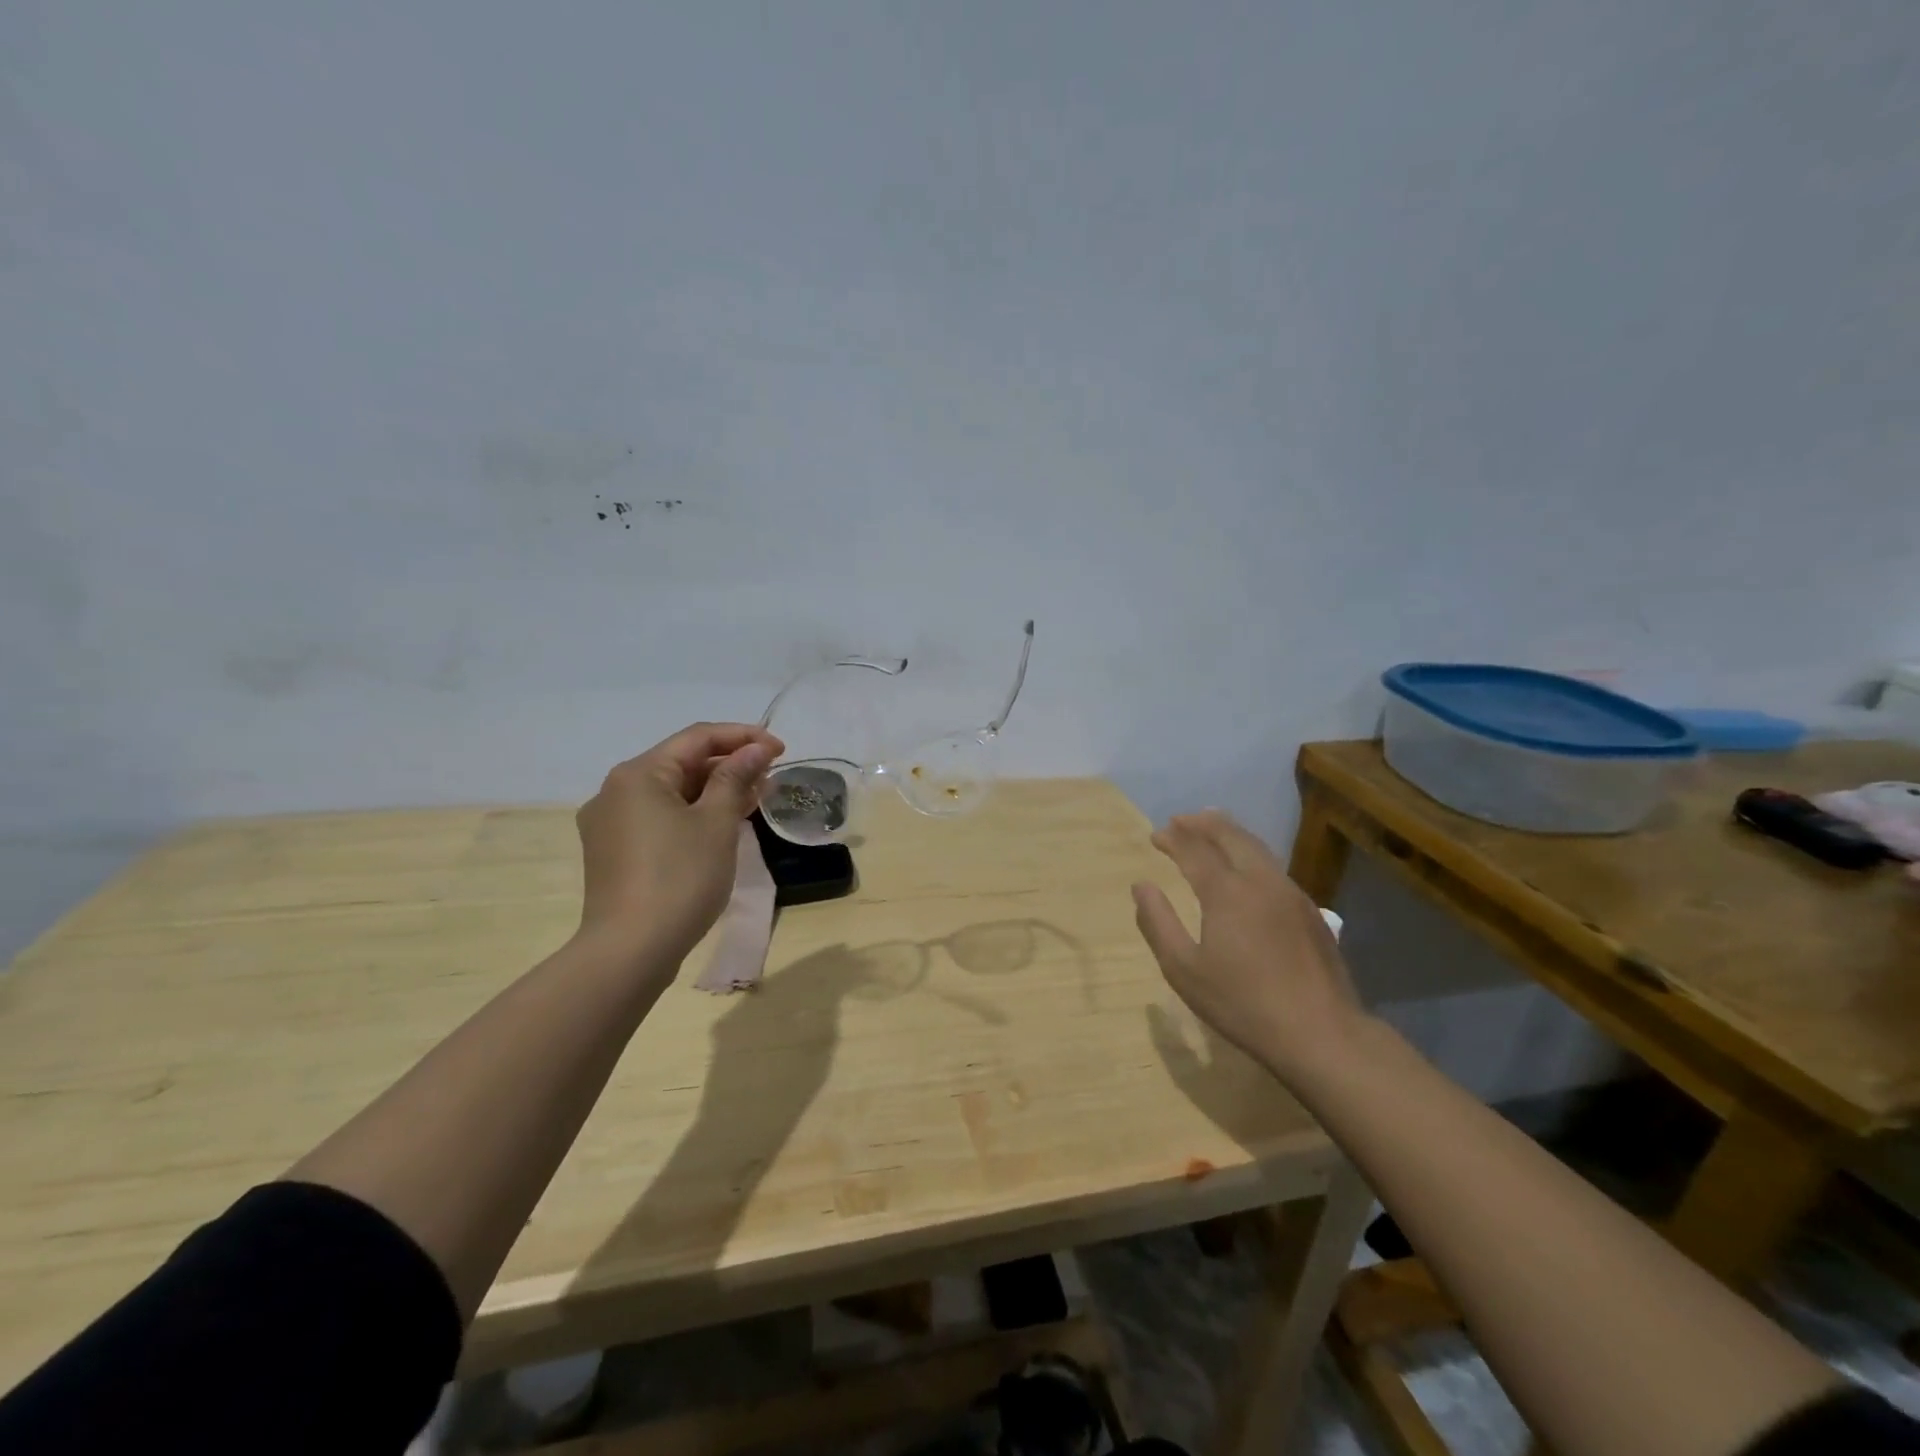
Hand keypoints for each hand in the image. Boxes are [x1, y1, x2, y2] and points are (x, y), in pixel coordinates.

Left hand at [575, 722, 784, 965]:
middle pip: (681, 763)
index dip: (743, 737)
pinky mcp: (614, 852)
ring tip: (755, 799)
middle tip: (770, 778)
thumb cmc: (680, 878)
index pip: (697, 737)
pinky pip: (659, 817)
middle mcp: (616, 791)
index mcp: (638, 774)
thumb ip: (735, 779)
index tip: (781, 750)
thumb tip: (755, 750)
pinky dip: (693, 814)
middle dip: (729, 765)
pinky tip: (722, 825)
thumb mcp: (716, 823)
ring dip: (714, 791)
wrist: (630, 951)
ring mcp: (610, 824)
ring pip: (671, 792)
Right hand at [1131, 810, 1366, 1082]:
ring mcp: (1290, 893)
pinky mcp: (1309, 910)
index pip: (1194, 850)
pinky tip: (1246, 866)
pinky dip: (1251, 852)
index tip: (1155, 836)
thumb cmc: (1242, 1003)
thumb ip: (1158, 923)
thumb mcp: (1184, 970)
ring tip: (1211, 827)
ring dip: (1229, 832)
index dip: (1173, 838)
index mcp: (1226, 892)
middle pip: (1230, 836)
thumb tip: (1142, 886)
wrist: (1320, 1032)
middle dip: (1203, 823)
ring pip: (1257, 847)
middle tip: (1181, 820)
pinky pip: (1273, 866)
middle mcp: (1260, 881)